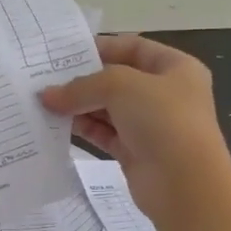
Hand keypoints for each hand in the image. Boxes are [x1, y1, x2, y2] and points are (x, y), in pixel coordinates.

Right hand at [41, 35, 230, 221]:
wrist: (185, 184)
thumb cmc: (162, 119)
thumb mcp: (120, 86)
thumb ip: (82, 86)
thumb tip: (46, 95)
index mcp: (176, 68)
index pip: (134, 47)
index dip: (101, 46)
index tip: (65, 53)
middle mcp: (165, 94)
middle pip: (118, 79)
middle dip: (83, 79)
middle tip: (46, 78)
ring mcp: (151, 125)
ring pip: (108, 108)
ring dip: (79, 105)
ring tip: (45, 102)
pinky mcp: (136, 152)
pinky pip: (105, 134)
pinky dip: (83, 128)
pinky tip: (57, 124)